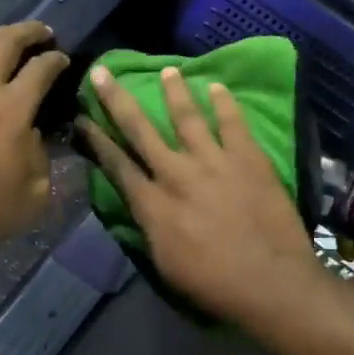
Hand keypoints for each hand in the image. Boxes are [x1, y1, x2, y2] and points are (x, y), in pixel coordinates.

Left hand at [0, 22, 70, 262]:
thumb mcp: (35, 193)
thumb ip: (41, 154)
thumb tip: (31, 133)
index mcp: (12, 110)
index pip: (40, 68)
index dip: (56, 60)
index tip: (65, 60)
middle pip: (4, 40)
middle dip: (29, 30)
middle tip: (44, 32)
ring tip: (12, 38)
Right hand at [77, 65, 327, 327]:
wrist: (271, 282)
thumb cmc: (213, 284)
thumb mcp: (163, 263)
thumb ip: (148, 226)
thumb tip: (139, 203)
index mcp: (152, 203)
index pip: (116, 163)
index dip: (96, 139)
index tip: (82, 117)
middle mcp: (176, 173)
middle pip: (140, 129)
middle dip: (117, 99)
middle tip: (103, 72)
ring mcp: (214, 161)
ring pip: (187, 117)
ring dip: (174, 91)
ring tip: (168, 70)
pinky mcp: (248, 158)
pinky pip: (232, 123)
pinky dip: (224, 103)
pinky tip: (217, 86)